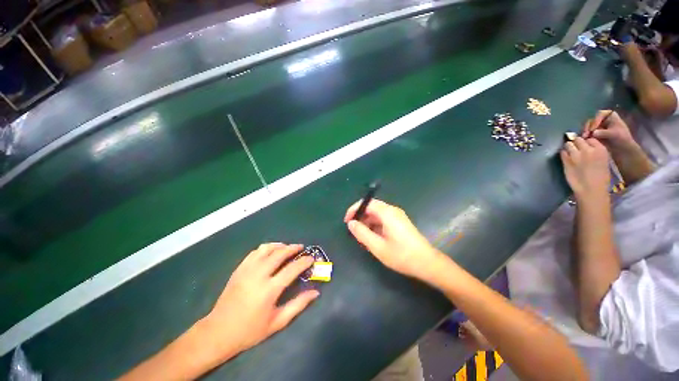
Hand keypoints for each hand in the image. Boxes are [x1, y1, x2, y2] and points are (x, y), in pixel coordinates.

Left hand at [199, 243, 317, 357]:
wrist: (218, 332)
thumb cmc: (250, 331)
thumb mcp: (277, 322)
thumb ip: (298, 305)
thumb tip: (315, 292)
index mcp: (269, 290)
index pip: (292, 269)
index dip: (304, 261)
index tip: (311, 258)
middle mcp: (258, 275)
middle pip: (279, 254)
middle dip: (293, 248)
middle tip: (301, 248)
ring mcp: (247, 270)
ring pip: (267, 249)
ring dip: (280, 245)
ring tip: (287, 247)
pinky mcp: (239, 269)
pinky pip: (255, 252)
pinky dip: (266, 248)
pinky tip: (271, 251)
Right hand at [344, 199, 442, 280]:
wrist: (427, 263)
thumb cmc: (402, 255)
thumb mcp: (378, 246)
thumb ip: (362, 233)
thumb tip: (351, 223)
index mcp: (387, 213)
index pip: (366, 203)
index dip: (354, 210)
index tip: (347, 221)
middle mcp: (392, 210)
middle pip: (372, 207)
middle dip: (360, 217)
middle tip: (353, 231)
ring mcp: (397, 216)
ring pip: (377, 214)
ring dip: (367, 222)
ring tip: (362, 237)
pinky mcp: (400, 222)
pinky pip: (383, 219)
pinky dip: (375, 226)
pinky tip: (373, 238)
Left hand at [561, 137, 610, 198]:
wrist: (591, 189)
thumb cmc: (601, 178)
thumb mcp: (604, 161)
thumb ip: (596, 152)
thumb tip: (588, 147)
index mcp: (600, 149)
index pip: (590, 139)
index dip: (587, 142)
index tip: (585, 146)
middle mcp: (587, 150)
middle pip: (578, 140)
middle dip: (576, 143)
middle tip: (576, 148)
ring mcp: (575, 155)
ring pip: (568, 144)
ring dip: (569, 147)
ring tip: (570, 152)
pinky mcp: (566, 161)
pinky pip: (562, 152)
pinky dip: (563, 153)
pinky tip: (566, 158)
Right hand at [582, 110, 636, 151]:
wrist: (622, 150)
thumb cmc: (622, 140)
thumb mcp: (615, 135)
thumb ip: (604, 132)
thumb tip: (593, 132)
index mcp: (610, 116)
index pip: (600, 114)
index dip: (595, 121)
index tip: (593, 129)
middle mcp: (602, 119)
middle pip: (592, 120)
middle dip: (588, 127)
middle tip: (586, 134)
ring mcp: (597, 126)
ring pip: (588, 126)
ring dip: (585, 131)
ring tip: (584, 138)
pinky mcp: (594, 133)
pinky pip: (587, 132)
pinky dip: (585, 135)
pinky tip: (584, 140)